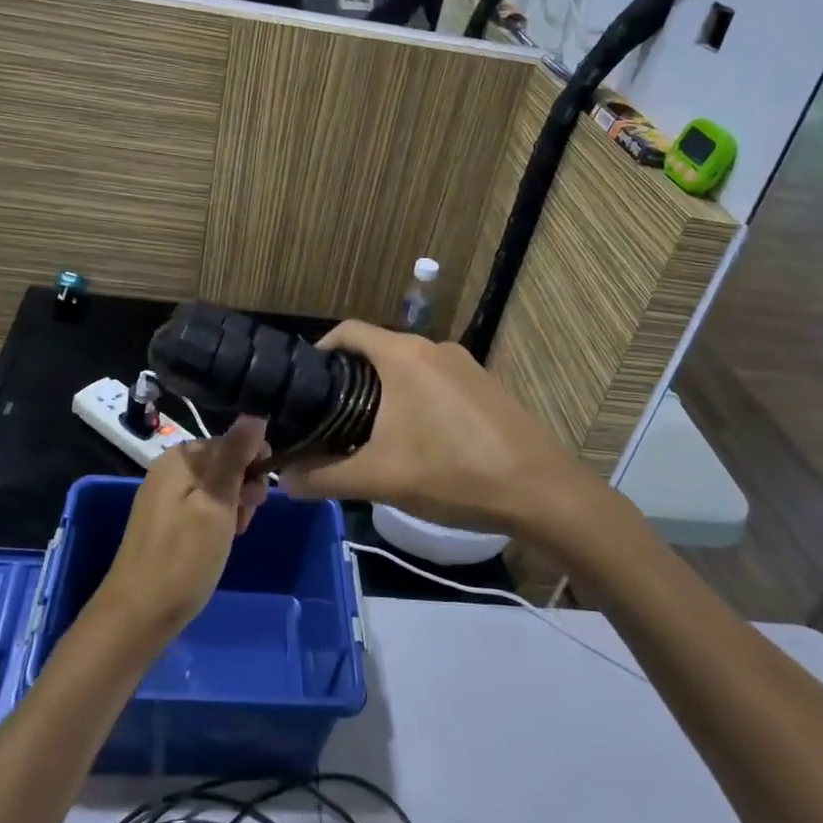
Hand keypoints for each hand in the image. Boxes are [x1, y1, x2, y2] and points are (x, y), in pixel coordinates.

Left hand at [93, 417, 270, 642]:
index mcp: (180, 457)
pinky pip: (200, 507)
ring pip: (215, 488)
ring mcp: (163, 497)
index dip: (253, 466)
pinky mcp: (163, 522)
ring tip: (231, 537)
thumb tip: (254, 414)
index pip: (232, 442)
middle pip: (223, 464)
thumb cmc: (183, 558)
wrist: (137, 616)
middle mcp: (169, 469)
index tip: (258, 498)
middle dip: (242, 489)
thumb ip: (234, 457)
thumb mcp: (217, 503)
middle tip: (242, 522)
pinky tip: (217, 544)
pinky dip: (215, 522)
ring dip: (232, 508)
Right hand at [278, 322, 584, 535]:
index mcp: (403, 355)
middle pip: (378, 350)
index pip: (348, 331)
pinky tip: (417, 438)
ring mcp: (465, 365)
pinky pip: (437, 381)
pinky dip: (416, 398)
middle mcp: (433, 348)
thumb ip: (324, 477)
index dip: (321, 349)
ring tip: (368, 430)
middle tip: (330, 415)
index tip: (305, 382)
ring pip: (409, 367)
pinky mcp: (486, 386)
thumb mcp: (380, 479)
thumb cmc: (452, 473)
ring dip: (385, 390)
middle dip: (351, 378)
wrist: (541, 491)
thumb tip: (282, 481)